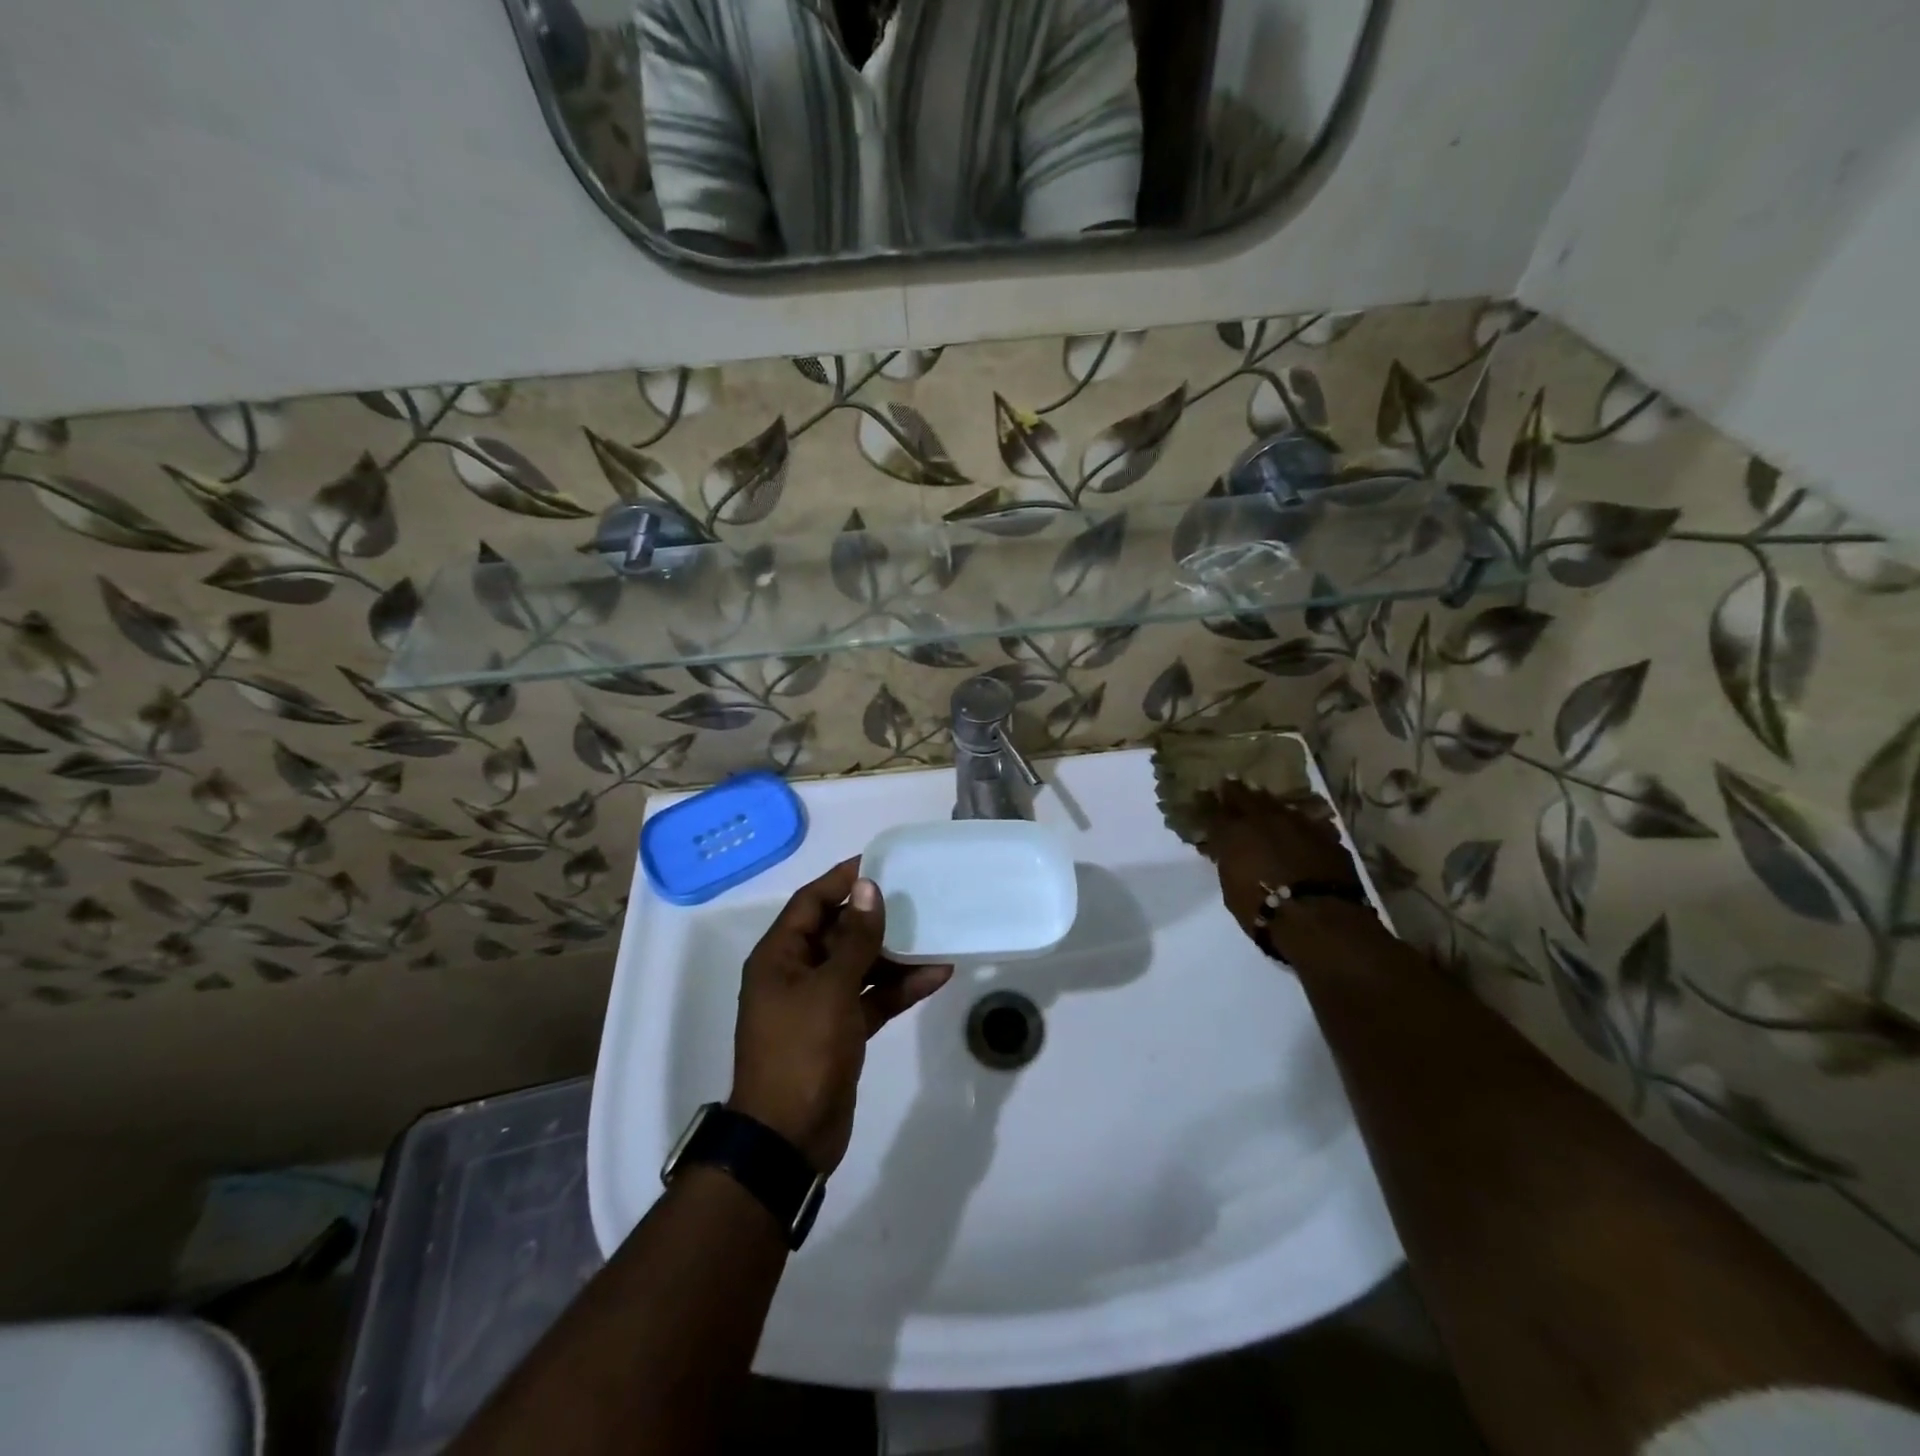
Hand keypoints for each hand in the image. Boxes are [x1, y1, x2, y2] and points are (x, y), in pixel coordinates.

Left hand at [728, 858, 952, 1174]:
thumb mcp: (830, 989)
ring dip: (893, 953)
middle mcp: (796, 974)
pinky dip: (898, 988)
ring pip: (859, 965)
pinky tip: (936, 974)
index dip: (842, 880)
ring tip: (933, 933)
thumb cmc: (802, 1052)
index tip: (879, 862)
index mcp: (779, 957)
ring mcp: (818, 1004)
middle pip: (837, 932)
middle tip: (915, 895)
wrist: (789, 1138)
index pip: (811, 903)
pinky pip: (871, 998)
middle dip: (874, 916)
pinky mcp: (840, 1031)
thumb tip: (868, 888)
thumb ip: (854, 939)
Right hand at [1197, 780, 1361, 943]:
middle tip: (1228, 786)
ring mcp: (1296, 822)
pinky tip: (1294, 825)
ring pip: (1276, 803)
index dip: (1206, 803)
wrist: (1320, 917)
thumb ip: (1228, 862)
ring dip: (1266, 803)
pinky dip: (1295, 822)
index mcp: (1233, 832)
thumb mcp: (1231, 888)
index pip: (1212, 810)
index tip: (1201, 796)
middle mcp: (1263, 819)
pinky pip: (1304, 820)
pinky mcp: (1324, 833)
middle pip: (1244, 795)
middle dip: (1234, 791)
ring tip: (1260, 801)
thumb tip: (1226, 852)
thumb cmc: (1263, 909)